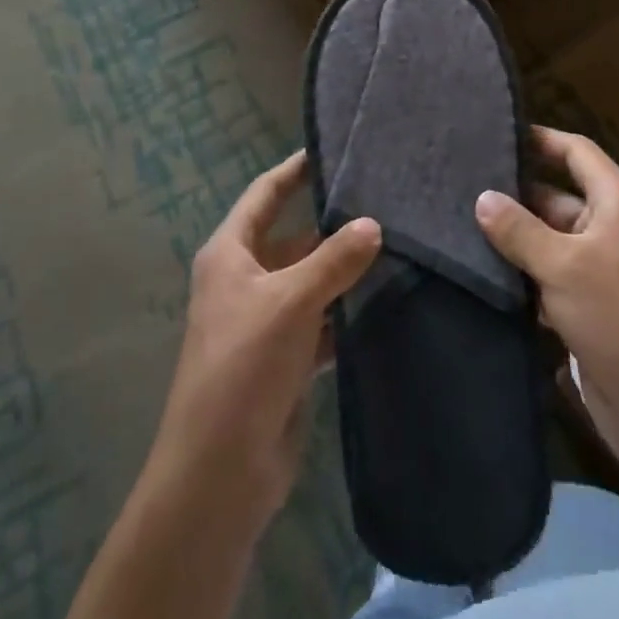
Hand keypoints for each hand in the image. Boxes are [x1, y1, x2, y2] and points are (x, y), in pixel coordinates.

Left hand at [153, 151, 381, 526]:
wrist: (220, 470)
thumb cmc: (244, 365)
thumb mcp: (291, 301)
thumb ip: (334, 260)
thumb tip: (373, 225)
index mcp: (230, 255)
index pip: (265, 194)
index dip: (294, 170)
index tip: (331, 148)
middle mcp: (245, 281)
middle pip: (294, 238)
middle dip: (334, 224)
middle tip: (386, 202)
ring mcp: (266, 321)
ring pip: (312, 281)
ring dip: (345, 271)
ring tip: (398, 245)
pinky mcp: (285, 359)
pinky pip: (322, 322)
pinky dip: (346, 313)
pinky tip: (385, 301)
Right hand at [476, 129, 618, 466]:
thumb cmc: (617, 316)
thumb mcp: (563, 265)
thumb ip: (519, 229)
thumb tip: (482, 198)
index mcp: (616, 202)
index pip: (576, 152)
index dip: (540, 139)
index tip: (495, 134)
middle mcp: (609, 227)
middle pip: (557, 196)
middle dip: (514, 193)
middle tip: (460, 184)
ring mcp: (598, 268)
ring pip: (548, 239)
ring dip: (513, 236)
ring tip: (457, 222)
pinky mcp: (586, 305)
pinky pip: (547, 275)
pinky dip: (520, 273)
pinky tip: (479, 270)